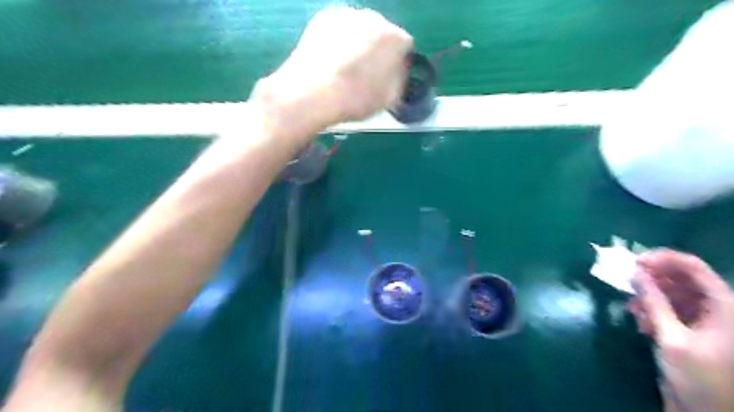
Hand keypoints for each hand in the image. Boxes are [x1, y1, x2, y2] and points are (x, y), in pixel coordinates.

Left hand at [251, 6, 411, 139]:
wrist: (314, 92)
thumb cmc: (356, 99)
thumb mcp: (389, 99)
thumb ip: (399, 81)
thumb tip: (397, 73)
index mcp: (395, 39)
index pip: (405, 47)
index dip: (399, 63)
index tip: (390, 77)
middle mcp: (375, 18)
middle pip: (383, 34)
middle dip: (378, 51)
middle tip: (367, 73)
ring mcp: (347, 15)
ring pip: (360, 30)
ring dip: (359, 44)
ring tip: (346, 67)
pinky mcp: (323, 18)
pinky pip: (340, 30)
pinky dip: (339, 41)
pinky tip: (331, 59)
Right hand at [627, 250, 733, 410]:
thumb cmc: (698, 377)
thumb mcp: (671, 338)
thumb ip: (653, 302)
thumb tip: (636, 273)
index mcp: (725, 307)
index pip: (694, 267)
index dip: (663, 259)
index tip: (634, 262)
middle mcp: (718, 307)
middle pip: (682, 278)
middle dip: (652, 279)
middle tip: (626, 282)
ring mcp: (706, 317)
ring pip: (673, 292)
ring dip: (649, 297)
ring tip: (633, 309)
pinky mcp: (694, 327)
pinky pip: (670, 307)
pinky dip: (653, 310)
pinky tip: (641, 322)